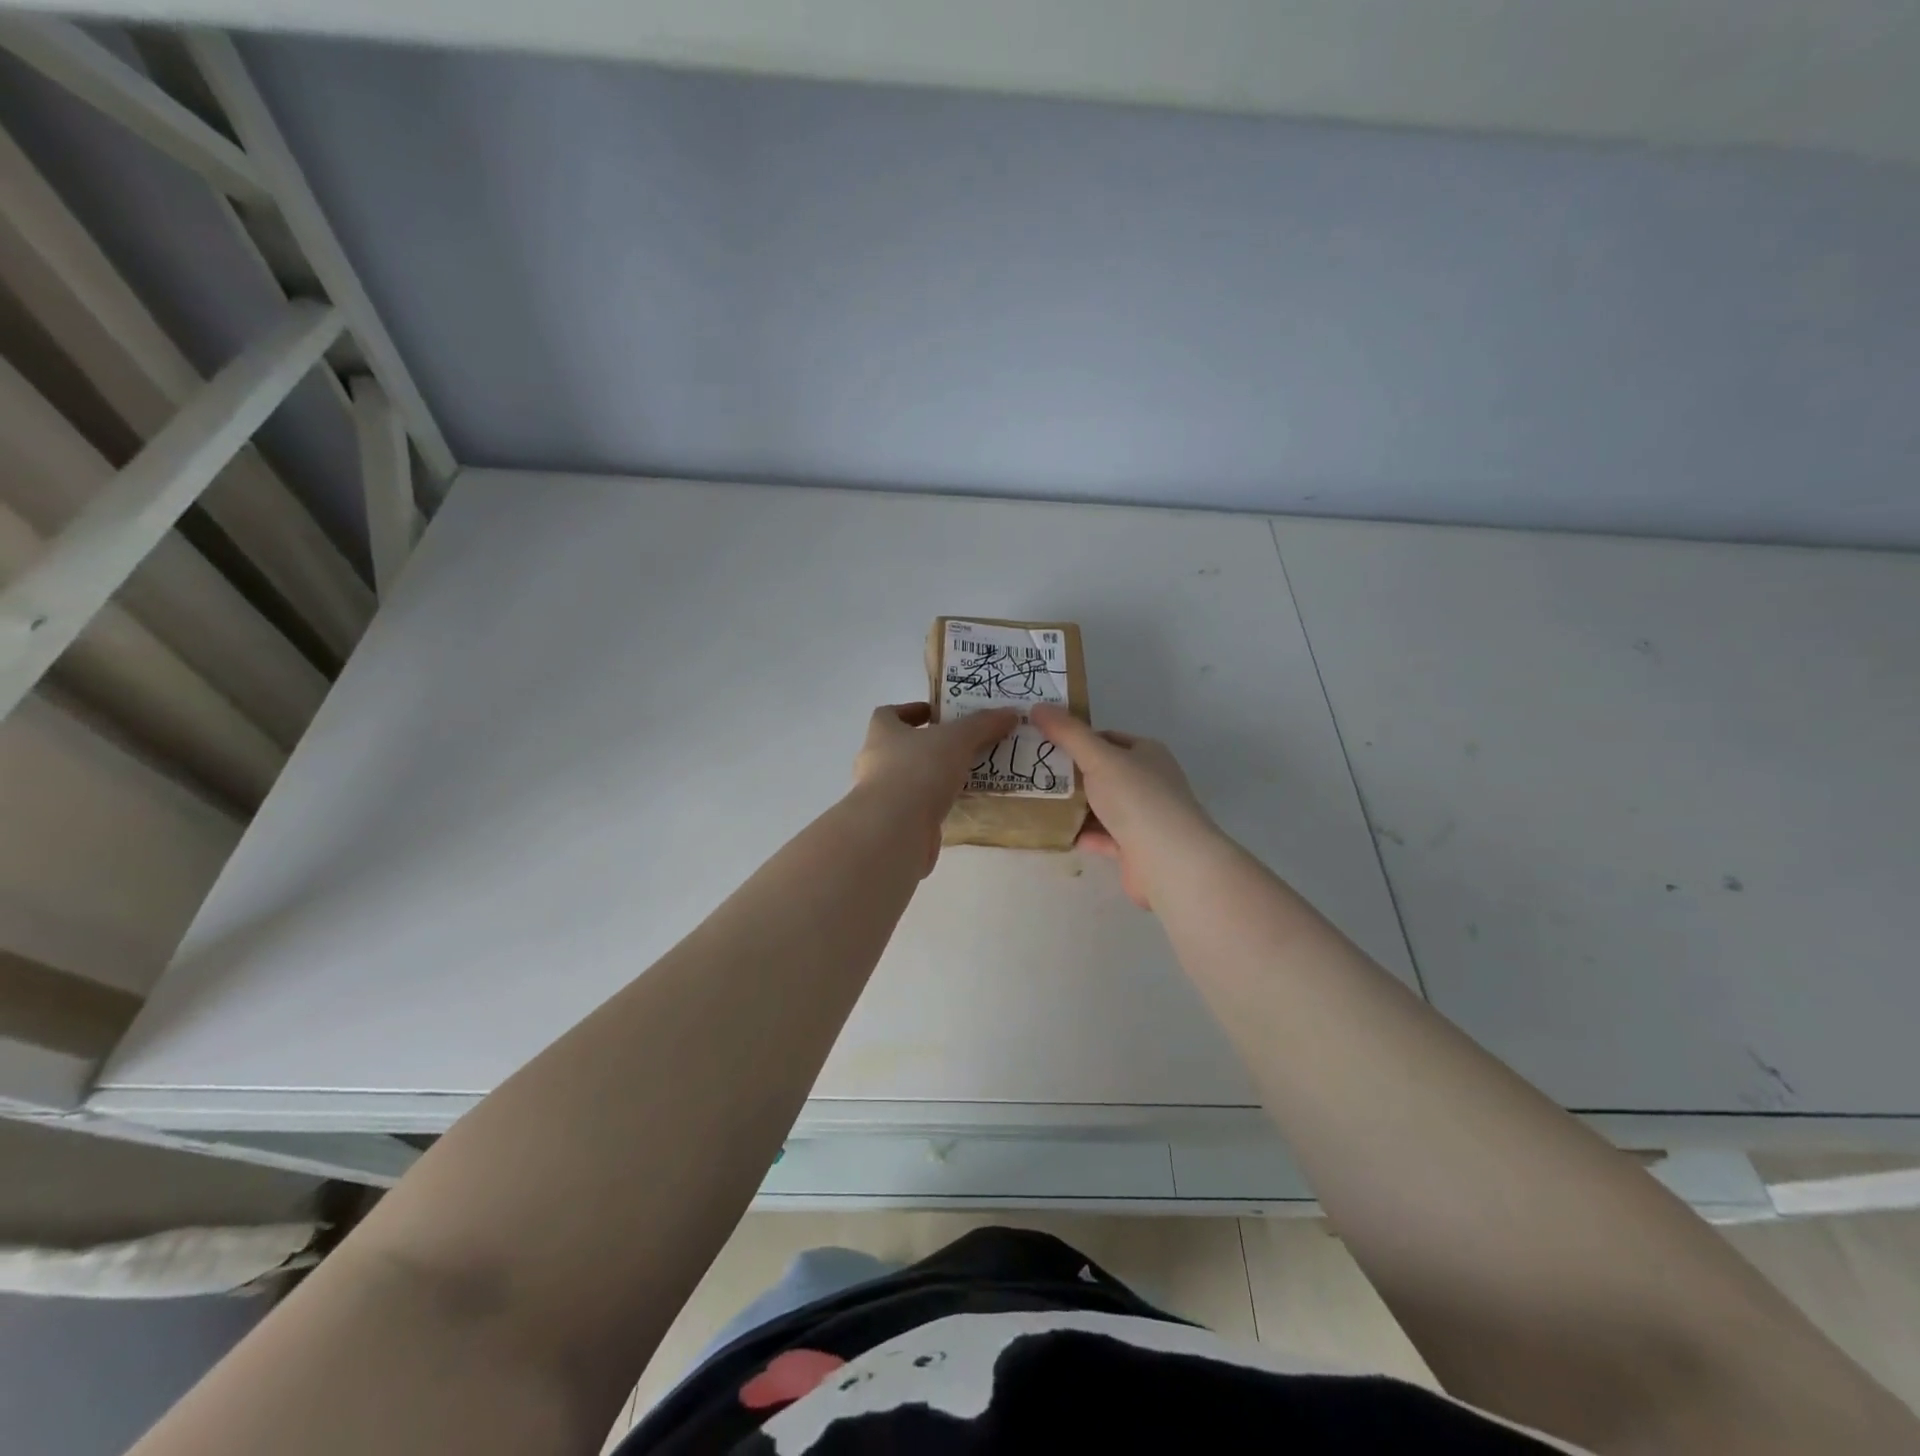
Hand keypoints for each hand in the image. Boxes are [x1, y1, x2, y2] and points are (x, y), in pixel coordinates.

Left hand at [852, 703, 1017, 865]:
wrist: (895, 830)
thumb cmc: (919, 770)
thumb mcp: (958, 739)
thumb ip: (983, 724)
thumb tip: (1010, 712)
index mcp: (882, 733)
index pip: (888, 714)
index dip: (911, 711)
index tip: (937, 714)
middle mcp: (875, 762)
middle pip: (901, 747)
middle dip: (929, 745)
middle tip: (962, 744)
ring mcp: (882, 796)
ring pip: (911, 778)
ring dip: (934, 776)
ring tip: (968, 773)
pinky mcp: (894, 823)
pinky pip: (917, 807)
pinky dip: (936, 803)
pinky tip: (960, 804)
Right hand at [1031, 706, 1215, 908]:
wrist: (1169, 861)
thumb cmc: (1137, 798)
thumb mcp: (1099, 758)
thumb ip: (1068, 734)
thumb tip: (1038, 706)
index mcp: (1147, 753)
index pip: (1107, 739)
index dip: (1076, 739)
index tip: (1043, 743)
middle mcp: (1148, 782)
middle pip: (1102, 773)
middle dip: (1070, 774)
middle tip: (1032, 772)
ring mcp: (1143, 817)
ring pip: (1101, 806)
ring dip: (1073, 806)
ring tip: (1035, 801)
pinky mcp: (1135, 848)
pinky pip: (1101, 836)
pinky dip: (1081, 833)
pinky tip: (1054, 831)